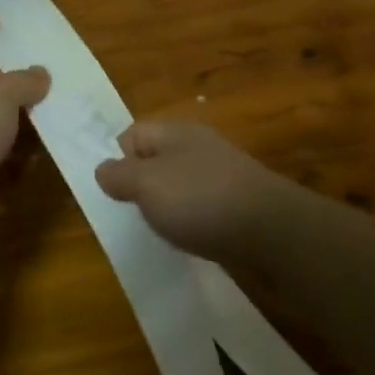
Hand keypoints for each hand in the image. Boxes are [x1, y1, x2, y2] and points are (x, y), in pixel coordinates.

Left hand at [0, 57, 49, 245]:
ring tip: (55, 142)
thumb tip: (41, 73)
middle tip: (58, 113)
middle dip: (25, 111)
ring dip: (25, 143)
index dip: (13, 74)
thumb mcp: (0, 94)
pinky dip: (16, 172)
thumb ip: (24, 82)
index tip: (43, 85)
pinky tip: (38, 170)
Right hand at [94, 119, 292, 265]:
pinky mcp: (236, 206)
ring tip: (159, 232)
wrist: (271, 232)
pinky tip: (189, 241)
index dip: (117, 158)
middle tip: (130, 215)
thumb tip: (102, 167)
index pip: (133, 133)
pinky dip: (190, 224)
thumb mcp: (148, 183)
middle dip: (140, 187)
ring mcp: (220, 176)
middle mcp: (199, 148)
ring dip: (166, 209)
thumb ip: (120, 175)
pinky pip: (201, 209)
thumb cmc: (200, 199)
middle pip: (156, 161)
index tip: (112, 191)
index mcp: (176, 133)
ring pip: (179, 187)